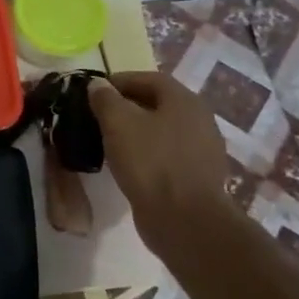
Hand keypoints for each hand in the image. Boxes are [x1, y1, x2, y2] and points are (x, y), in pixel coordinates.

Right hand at [90, 72, 236, 250]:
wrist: (185, 220)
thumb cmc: (150, 162)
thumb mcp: (118, 123)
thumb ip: (105, 99)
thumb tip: (98, 85)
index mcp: (184, 100)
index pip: (149, 79)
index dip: (120, 81)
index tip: (95, 91)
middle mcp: (200, 119)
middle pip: (159, 103)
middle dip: (128, 105)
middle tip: (100, 115)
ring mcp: (203, 149)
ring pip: (163, 130)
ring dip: (138, 131)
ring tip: (111, 140)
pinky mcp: (198, 176)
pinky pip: (168, 154)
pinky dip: (148, 153)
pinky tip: (130, 164)